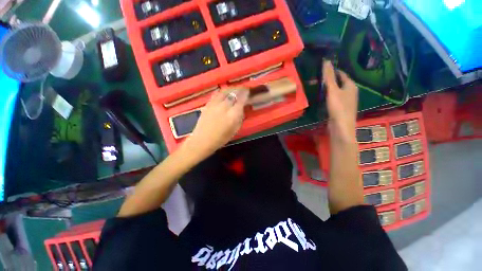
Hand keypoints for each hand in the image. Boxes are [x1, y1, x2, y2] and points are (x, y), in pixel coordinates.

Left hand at [183, 88, 248, 158]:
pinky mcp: (208, 104)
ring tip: (235, 89)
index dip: (245, 94)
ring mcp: (215, 104)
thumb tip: (242, 108)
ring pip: (224, 91)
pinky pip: (216, 94)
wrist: (203, 140)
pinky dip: (222, 92)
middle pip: (233, 93)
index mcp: (233, 115)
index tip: (248, 92)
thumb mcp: (235, 129)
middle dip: (239, 90)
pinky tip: (224, 93)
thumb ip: (240, 117)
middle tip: (243, 90)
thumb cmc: (221, 138)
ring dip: (231, 89)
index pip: (241, 99)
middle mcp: (224, 107)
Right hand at [323, 61, 358, 142]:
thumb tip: (326, 61)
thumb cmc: (338, 107)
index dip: (333, 70)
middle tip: (316, 79)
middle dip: (328, 80)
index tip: (322, 69)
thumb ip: (329, 77)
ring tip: (316, 86)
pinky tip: (321, 97)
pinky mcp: (340, 107)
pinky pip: (334, 97)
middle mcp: (350, 91)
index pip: (341, 73)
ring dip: (327, 88)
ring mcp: (346, 100)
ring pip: (336, 90)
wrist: (341, 126)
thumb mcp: (332, 90)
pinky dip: (327, 95)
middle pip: (339, 82)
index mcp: (351, 85)